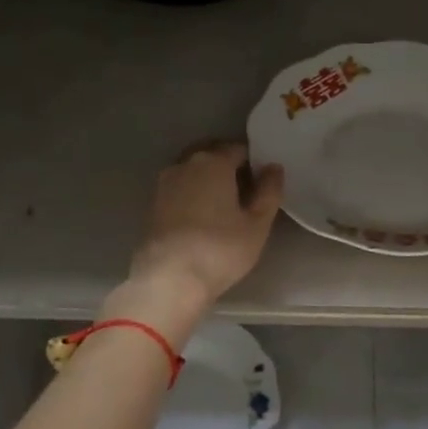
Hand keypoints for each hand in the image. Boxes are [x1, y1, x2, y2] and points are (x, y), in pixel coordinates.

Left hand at [128, 142, 283, 308]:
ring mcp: (165, 184)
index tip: (263, 181)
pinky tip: (203, 215)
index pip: (239, 149)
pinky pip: (180, 188)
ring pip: (192, 170)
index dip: (254, 162)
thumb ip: (269, 191)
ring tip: (224, 204)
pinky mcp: (153, 204)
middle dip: (229, 165)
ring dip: (208, 179)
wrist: (169, 279)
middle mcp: (185, 164)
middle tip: (246, 190)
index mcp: (214, 162)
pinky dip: (193, 193)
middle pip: (212, 154)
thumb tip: (274, 167)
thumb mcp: (257, 223)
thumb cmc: (221, 249)